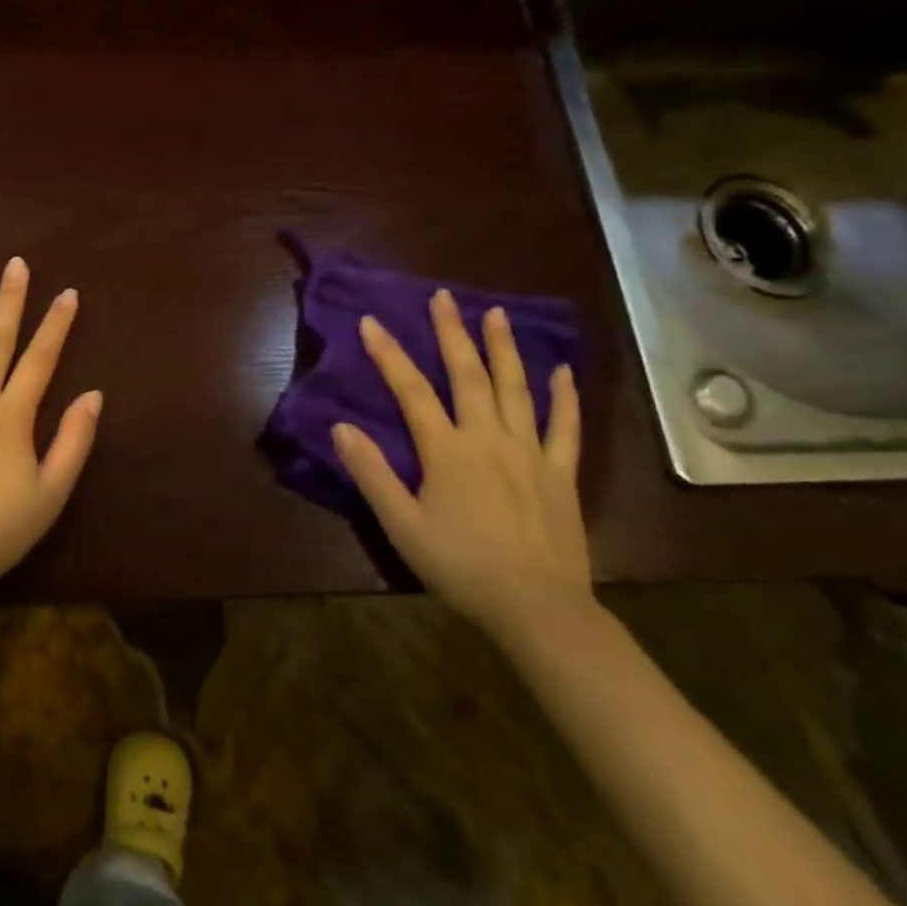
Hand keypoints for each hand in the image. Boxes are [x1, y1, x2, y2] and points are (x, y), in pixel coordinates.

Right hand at [331, 289, 589, 642]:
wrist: (537, 608)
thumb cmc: (460, 566)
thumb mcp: (401, 524)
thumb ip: (372, 473)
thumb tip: (342, 427)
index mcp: (447, 450)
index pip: (411, 391)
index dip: (389, 355)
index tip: (371, 322)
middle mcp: (489, 438)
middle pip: (468, 375)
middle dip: (452, 333)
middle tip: (444, 297)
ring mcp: (530, 452)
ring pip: (516, 389)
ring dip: (504, 349)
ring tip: (495, 314)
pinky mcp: (561, 473)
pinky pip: (565, 427)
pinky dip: (563, 397)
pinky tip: (561, 371)